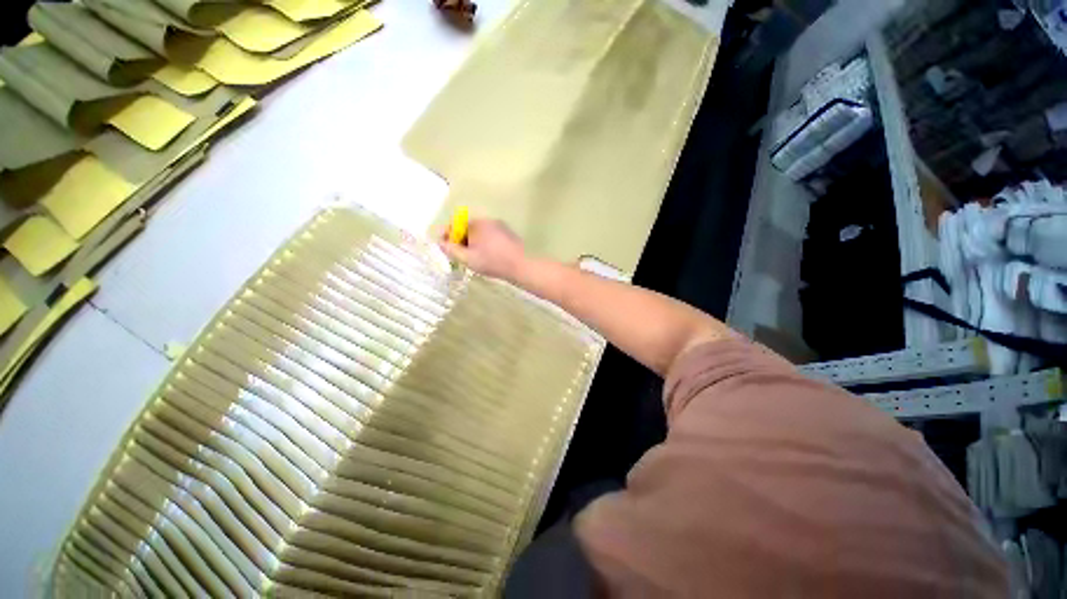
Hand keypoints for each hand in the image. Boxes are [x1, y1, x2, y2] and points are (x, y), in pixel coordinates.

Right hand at [439, 218, 526, 280]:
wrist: (521, 265)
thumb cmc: (492, 262)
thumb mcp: (468, 258)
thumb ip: (451, 250)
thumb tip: (440, 243)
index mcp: (476, 223)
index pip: (455, 224)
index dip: (446, 234)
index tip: (443, 246)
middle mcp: (487, 220)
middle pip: (467, 227)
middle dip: (459, 239)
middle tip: (456, 254)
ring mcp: (499, 226)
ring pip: (479, 232)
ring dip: (471, 241)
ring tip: (470, 256)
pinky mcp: (508, 233)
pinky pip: (489, 235)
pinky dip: (483, 242)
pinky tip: (485, 255)